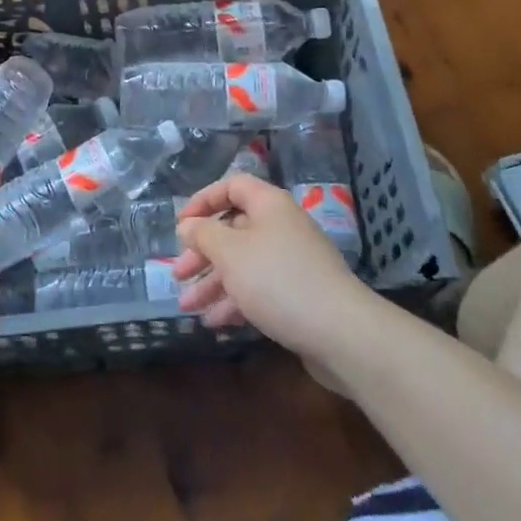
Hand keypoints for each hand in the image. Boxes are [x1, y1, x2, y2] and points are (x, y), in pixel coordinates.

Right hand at [173, 174, 370, 357]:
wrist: (341, 333)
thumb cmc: (278, 280)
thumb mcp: (231, 253)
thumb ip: (204, 235)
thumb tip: (188, 224)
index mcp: (269, 205)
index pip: (232, 186)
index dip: (204, 200)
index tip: (181, 225)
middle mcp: (282, 226)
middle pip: (235, 229)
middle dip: (204, 252)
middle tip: (179, 274)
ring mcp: (292, 262)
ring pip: (244, 263)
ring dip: (214, 283)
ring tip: (187, 306)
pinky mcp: (299, 294)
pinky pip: (260, 289)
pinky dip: (236, 301)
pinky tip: (215, 323)